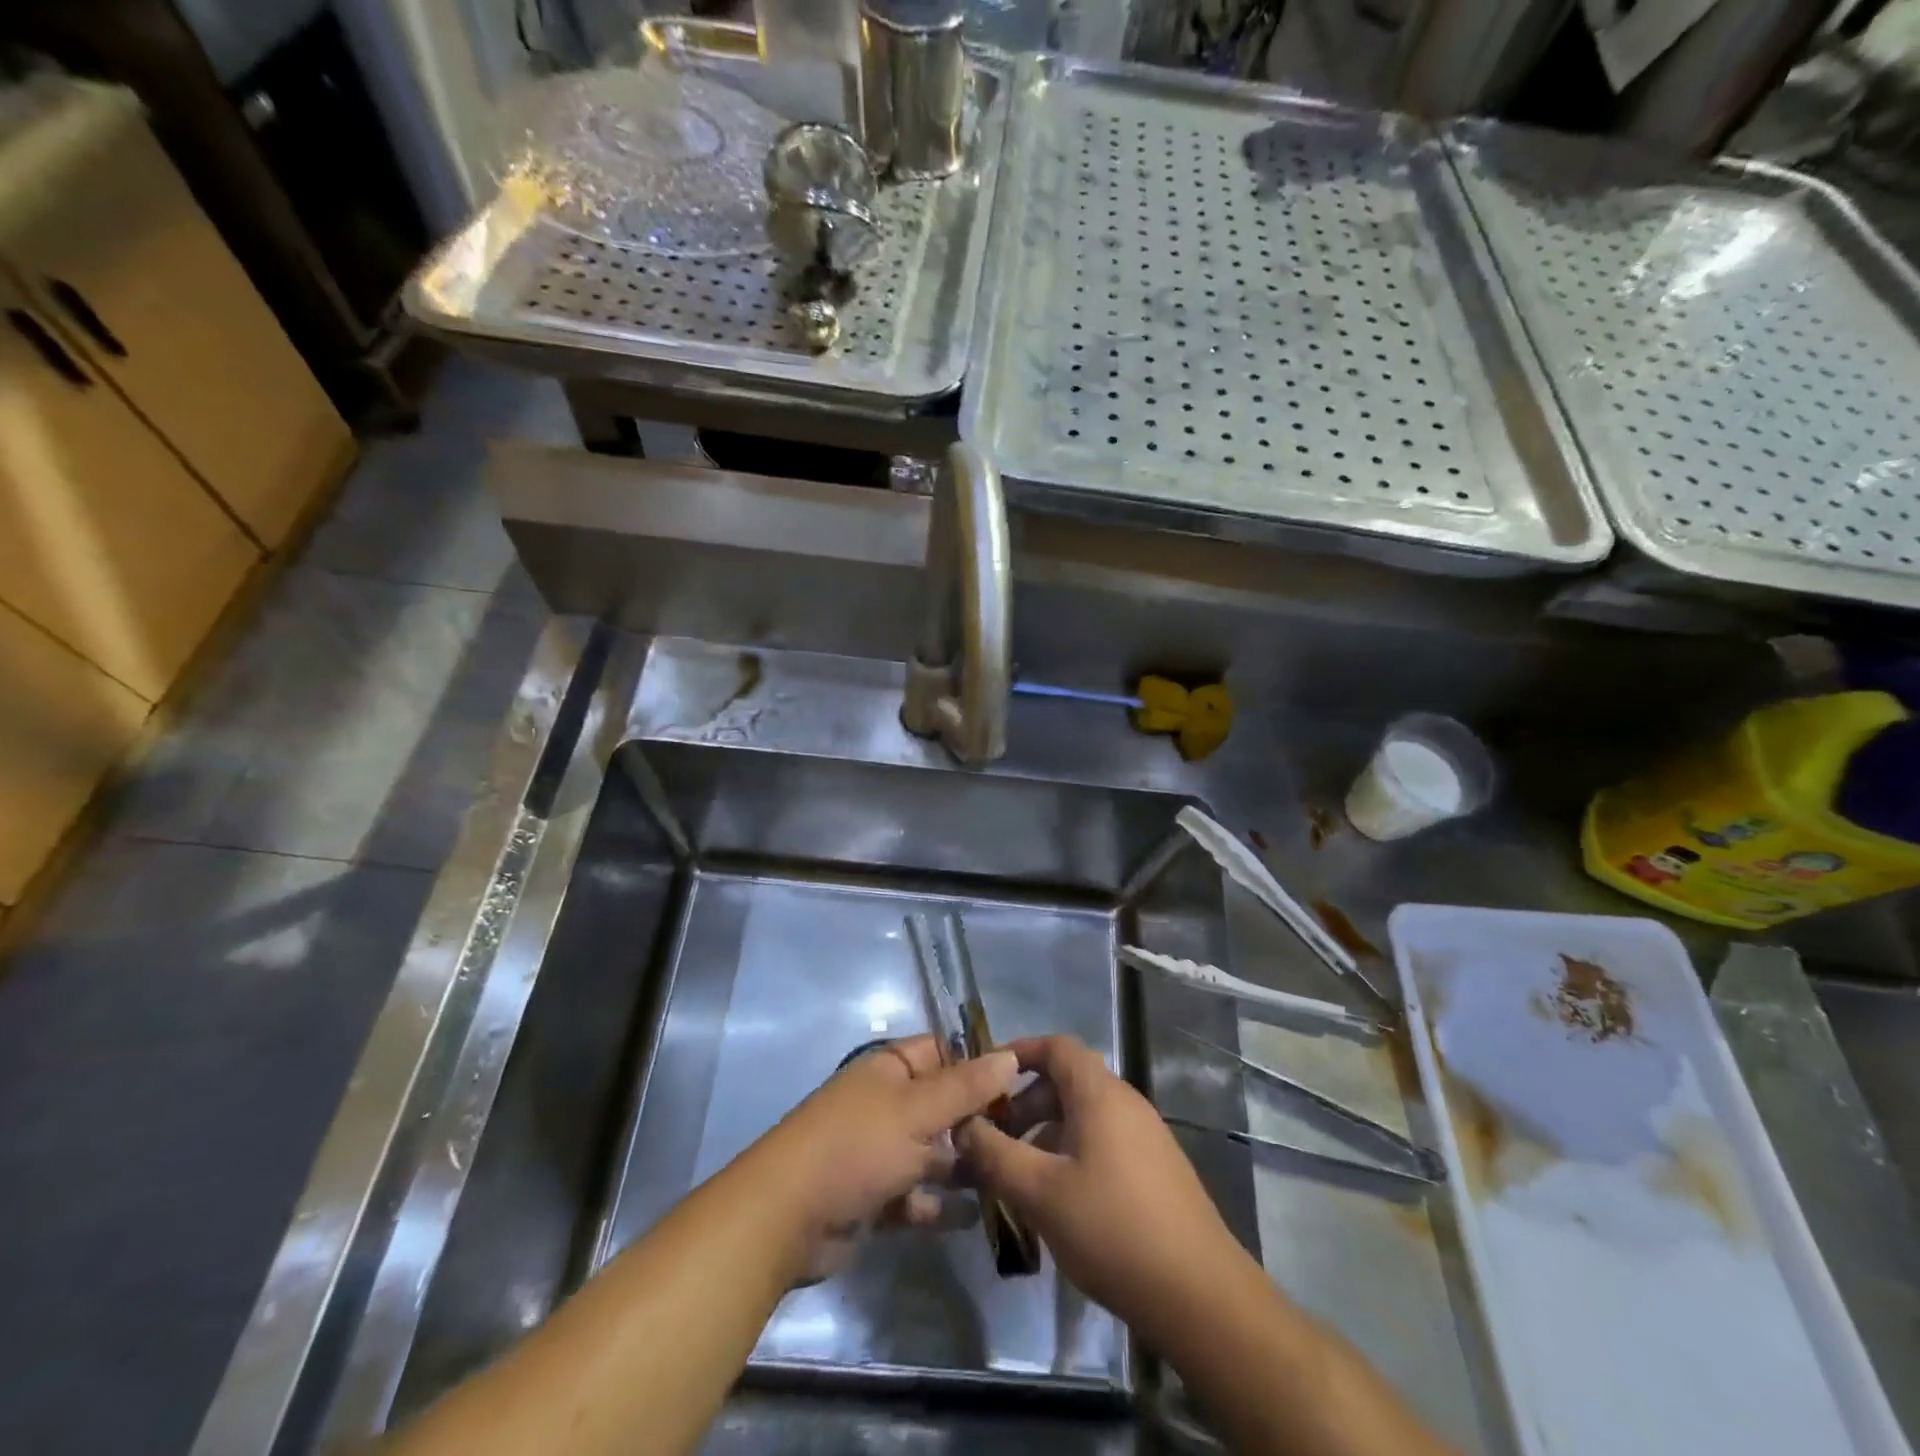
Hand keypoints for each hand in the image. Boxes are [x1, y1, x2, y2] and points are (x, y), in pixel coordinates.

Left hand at [738, 1035, 1018, 1283]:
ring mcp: (876, 1150)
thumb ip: (967, 1087)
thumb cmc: (856, 1147)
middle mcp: (884, 1103)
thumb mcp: (918, 1111)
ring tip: (1004, 1181)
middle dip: (975, 1122)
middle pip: (940, 1105)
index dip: (977, 1065)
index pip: (942, 1052)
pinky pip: (914, 1194)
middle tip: (1022, 1142)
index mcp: (889, 1070)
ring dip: (960, 1166)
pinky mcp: (871, 1195)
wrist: (785, 1218)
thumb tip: (1010, 1056)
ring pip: (930, 1152)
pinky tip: (969, 1217)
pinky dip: (936, 1204)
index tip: (1020, 1086)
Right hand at [959, 1035, 1251, 1344]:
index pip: (1057, 1046)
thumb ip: (995, 1155)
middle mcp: (1126, 1103)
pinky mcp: (1157, 1169)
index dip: (1019, 1052)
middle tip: (996, 1138)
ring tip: (1020, 1173)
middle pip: (1068, 1080)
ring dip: (1047, 1132)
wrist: (1201, 1294)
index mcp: (1100, 1093)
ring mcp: (1147, 1136)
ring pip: (1085, 1114)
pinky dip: (1072, 1151)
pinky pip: (1104, 1141)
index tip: (985, 1078)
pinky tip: (1060, 1199)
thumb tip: (962, 1126)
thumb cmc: (1113, 1229)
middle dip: (1026, 1102)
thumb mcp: (1040, 1193)